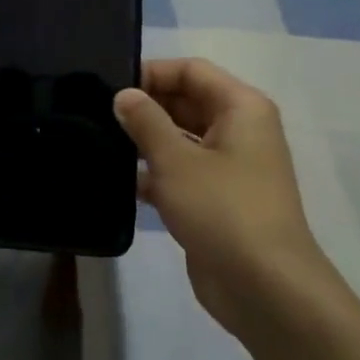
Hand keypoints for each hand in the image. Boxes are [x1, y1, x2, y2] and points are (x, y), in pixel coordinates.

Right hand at [113, 59, 336, 339]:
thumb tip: (123, 95)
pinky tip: (116, 181)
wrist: (264, 288)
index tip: (109, 89)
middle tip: (95, 116)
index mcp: (241, 109)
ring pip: (180, 139)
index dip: (151, 73)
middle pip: (185, 101)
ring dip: (144, 142)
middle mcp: (238, 131)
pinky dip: (152, 173)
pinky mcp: (215, 200)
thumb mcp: (176, 160)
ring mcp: (228, 167)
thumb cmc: (223, 210)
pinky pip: (179, 173)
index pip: (191, 71)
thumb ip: (145, 122)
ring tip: (99, 144)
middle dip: (144, 107)